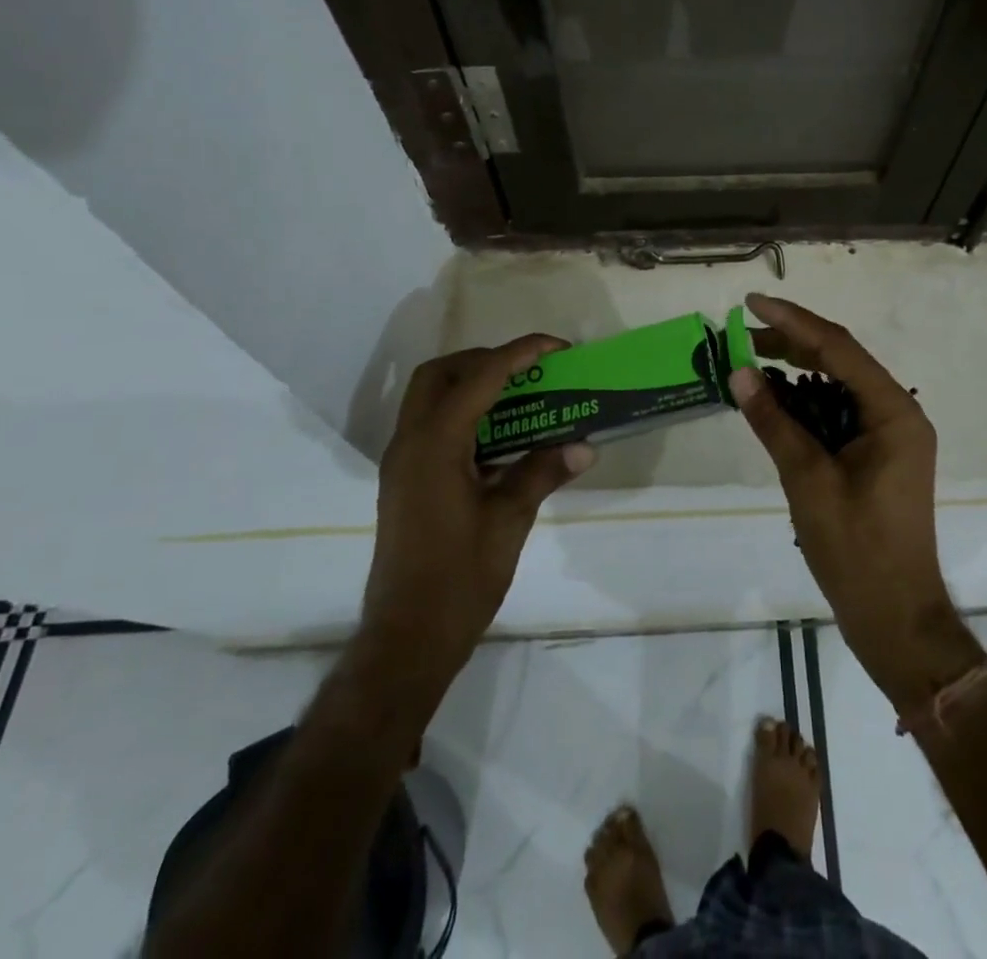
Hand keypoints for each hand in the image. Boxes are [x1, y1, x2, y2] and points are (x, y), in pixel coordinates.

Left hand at [358, 335, 595, 700]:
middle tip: (530, 371)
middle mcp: (410, 444)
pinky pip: (433, 426)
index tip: (557, 348)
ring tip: (521, 396)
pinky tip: (502, 437)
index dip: (520, 353)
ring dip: (472, 385)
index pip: (479, 377)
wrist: (407, 639)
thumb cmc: (459, 579)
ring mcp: (402, 463)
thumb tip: (584, 445)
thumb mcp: (509, 521)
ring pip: (431, 398)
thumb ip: (542, 472)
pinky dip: (465, 414)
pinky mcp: (405, 481)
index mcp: (434, 446)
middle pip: (440, 375)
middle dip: (485, 360)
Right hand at [729, 295, 982, 709]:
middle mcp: (897, 413)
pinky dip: (806, 403)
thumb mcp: (807, 480)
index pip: (838, 349)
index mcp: (893, 412)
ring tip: (751, 360)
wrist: (895, 618)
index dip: (792, 321)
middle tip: (741, 334)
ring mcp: (889, 435)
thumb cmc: (856, 550)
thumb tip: (739, 372)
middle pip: (840, 361)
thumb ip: (774, 422)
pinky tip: (774, 400)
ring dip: (796, 372)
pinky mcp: (877, 455)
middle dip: (791, 343)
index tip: (751, 303)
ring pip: (838, 385)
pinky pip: (838, 413)